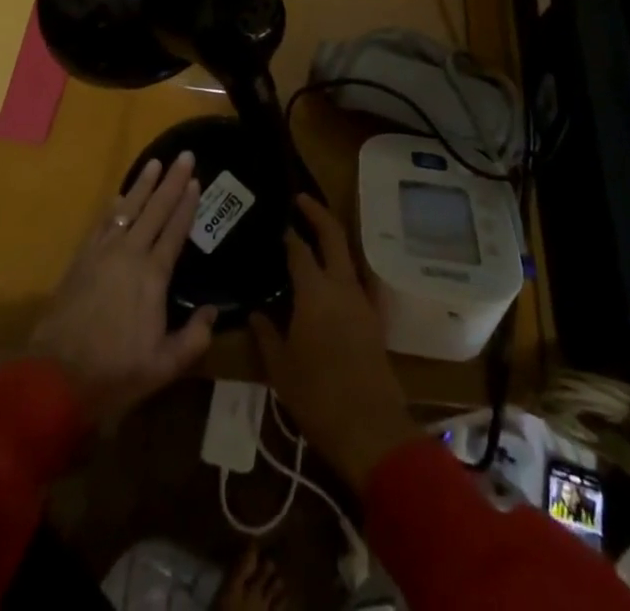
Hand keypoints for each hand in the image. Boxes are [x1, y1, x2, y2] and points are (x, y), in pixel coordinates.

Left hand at [29, 151, 216, 424]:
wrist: (56, 375)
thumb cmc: (115, 371)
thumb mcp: (164, 365)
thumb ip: (193, 338)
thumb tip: (213, 311)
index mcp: (153, 275)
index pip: (175, 230)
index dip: (187, 204)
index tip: (196, 180)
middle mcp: (130, 254)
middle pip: (155, 209)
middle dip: (171, 181)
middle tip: (184, 155)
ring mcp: (103, 253)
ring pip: (128, 208)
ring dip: (143, 185)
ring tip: (154, 163)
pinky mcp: (82, 259)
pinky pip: (102, 223)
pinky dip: (114, 205)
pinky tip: (119, 196)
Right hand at [251, 194, 420, 492]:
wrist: (371, 429)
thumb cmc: (318, 397)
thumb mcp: (281, 368)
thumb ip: (266, 334)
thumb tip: (255, 312)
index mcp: (315, 292)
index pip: (299, 249)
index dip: (287, 232)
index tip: (276, 220)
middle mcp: (341, 286)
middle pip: (333, 236)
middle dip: (317, 213)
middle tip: (300, 200)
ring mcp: (362, 300)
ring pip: (348, 255)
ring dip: (333, 238)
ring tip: (313, 235)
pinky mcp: (373, 318)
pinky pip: (356, 279)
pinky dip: (342, 267)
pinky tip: (330, 278)